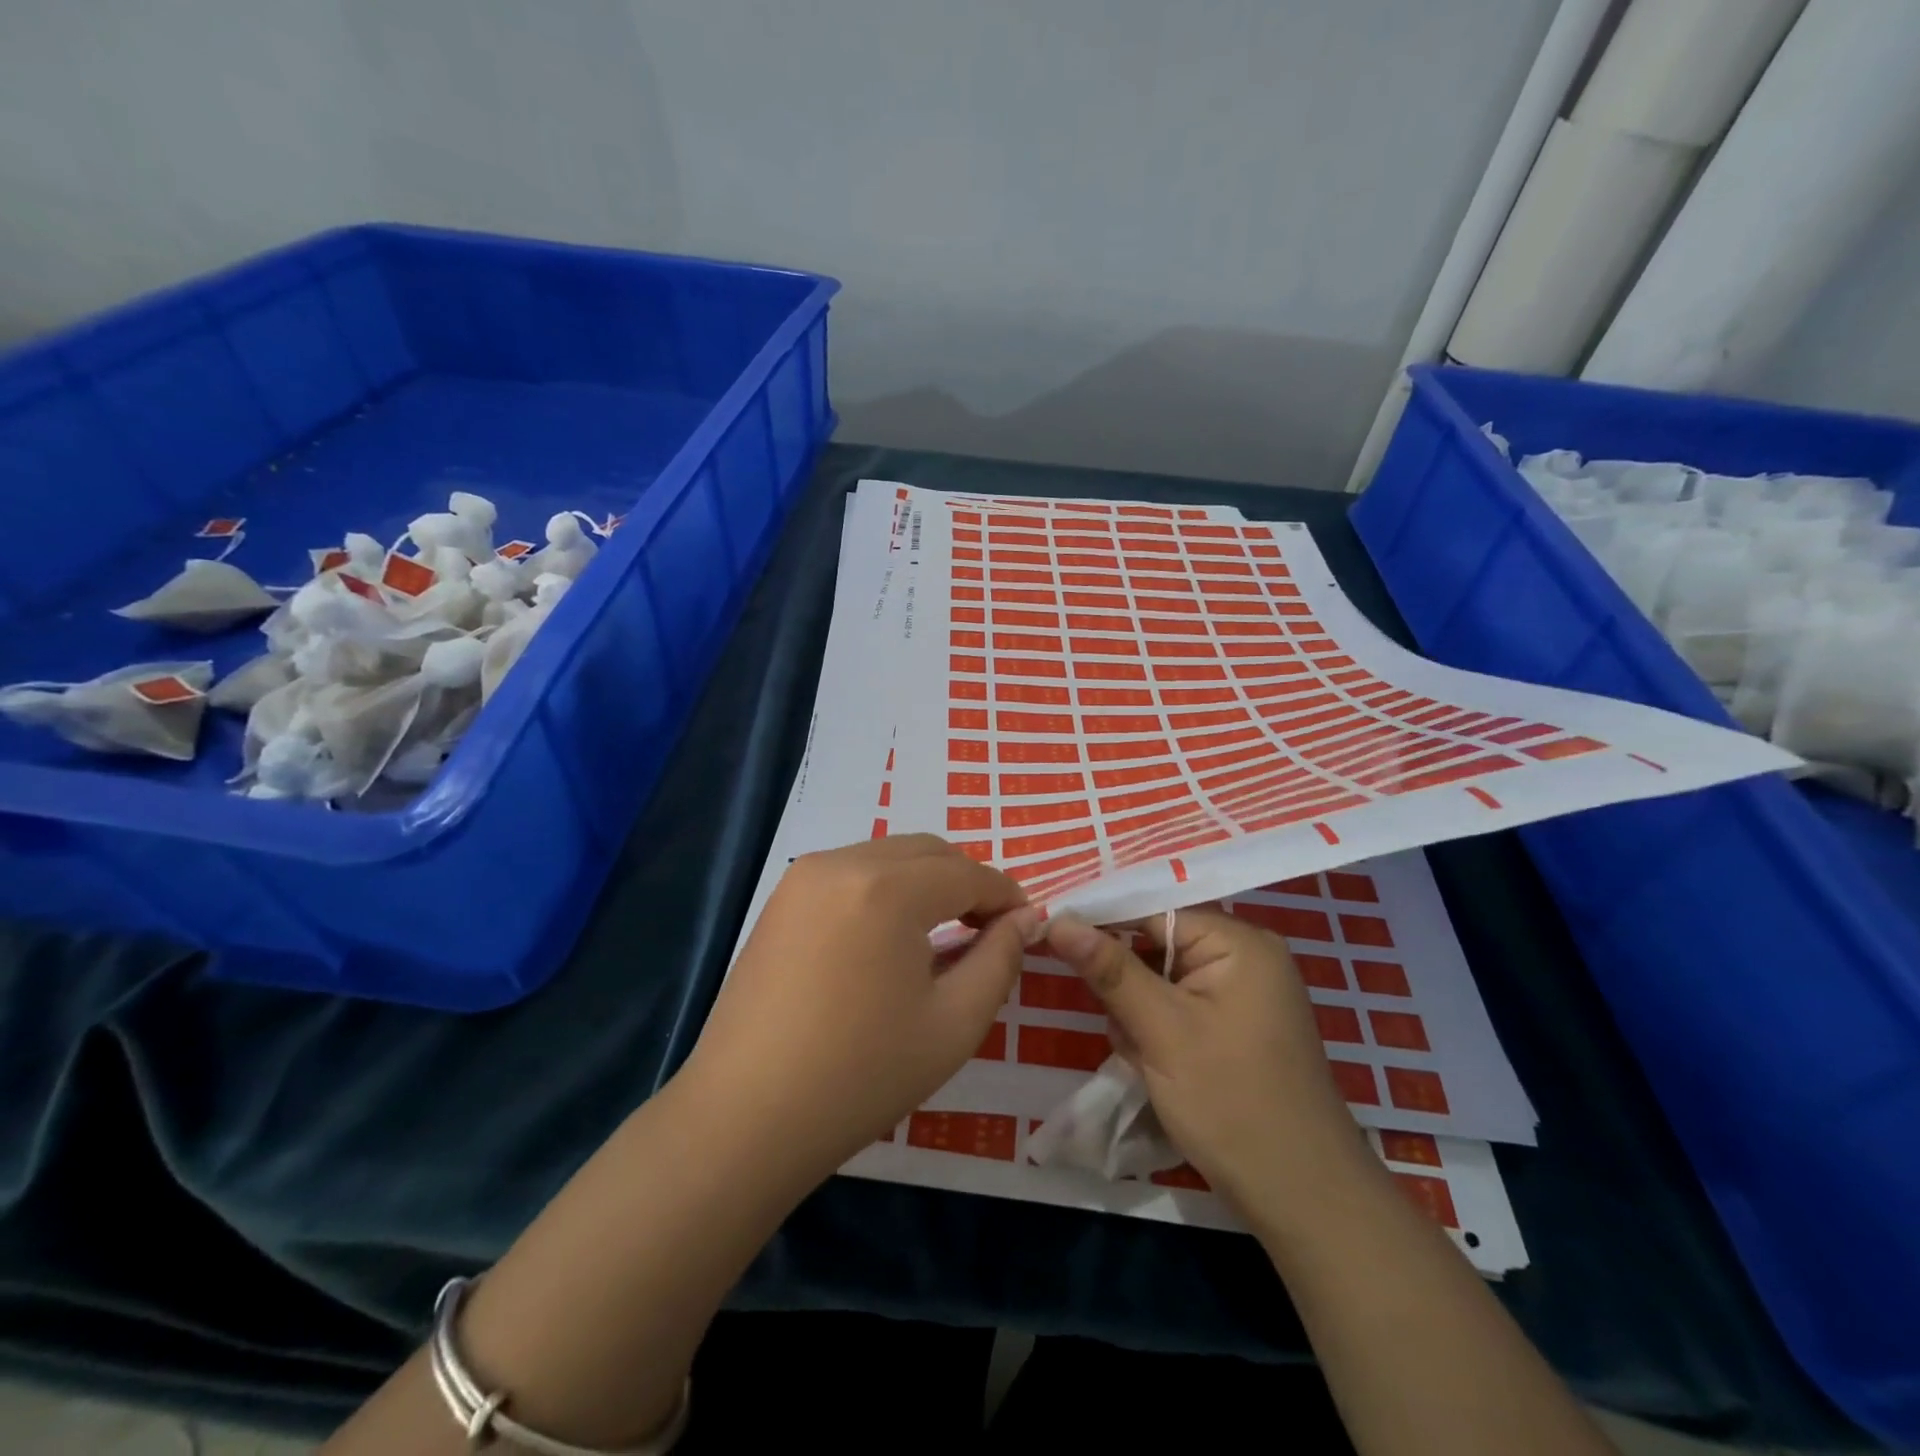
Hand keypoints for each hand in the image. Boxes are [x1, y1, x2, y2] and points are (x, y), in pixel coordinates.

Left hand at [684, 836, 1039, 1178]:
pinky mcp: (781, 898)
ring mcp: (804, 876)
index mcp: (888, 887)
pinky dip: (886, 888)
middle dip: (968, 882)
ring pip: (889, 856)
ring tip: (945, 933)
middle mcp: (843, 862)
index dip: (1006, 895)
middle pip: (928, 851)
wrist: (746, 1117)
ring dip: (927, 881)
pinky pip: (853, 872)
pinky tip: (891, 935)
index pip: (967, 873)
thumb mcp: (954, 1023)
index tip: (1029, 924)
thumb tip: (1025, 919)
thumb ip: (999, 959)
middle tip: (991, 929)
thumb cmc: (861, 1075)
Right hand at [1044, 907, 1362, 1212]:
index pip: (1154, 910)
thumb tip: (1059, 919)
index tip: (1057, 938)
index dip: (1104, 923)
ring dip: (1138, 1013)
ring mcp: (1244, 995)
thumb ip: (1109, 969)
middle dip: (1126, 984)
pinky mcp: (1237, 1027)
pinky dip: (1158, 1031)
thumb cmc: (1232, 1104)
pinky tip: (1154, 1067)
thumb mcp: (1162, 1030)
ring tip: (1141, 1057)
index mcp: (1239, 942)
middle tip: (1119, 1026)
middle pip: (1157, 945)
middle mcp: (1246, 957)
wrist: (1303, 1200)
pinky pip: (1180, 1007)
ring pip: (1162, 980)